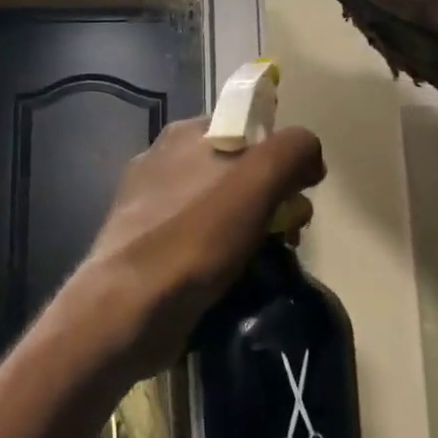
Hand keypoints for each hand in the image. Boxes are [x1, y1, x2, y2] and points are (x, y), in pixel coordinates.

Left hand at [70, 118, 324, 376]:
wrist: (128, 309)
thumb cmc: (194, 237)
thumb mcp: (256, 180)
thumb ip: (291, 151)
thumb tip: (309, 155)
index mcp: (184, 135)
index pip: (248, 127)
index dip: (281, 155)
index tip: (299, 191)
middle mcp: (164, 162)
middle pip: (239, 170)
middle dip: (273, 200)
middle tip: (289, 234)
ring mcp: (150, 206)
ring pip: (222, 208)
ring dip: (253, 231)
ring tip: (267, 261)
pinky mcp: (147, 247)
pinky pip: (201, 240)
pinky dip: (224, 255)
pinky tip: (236, 279)